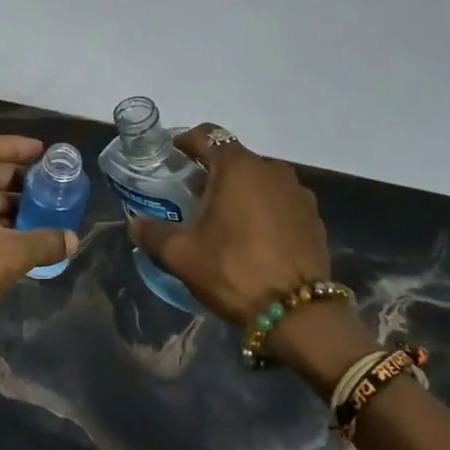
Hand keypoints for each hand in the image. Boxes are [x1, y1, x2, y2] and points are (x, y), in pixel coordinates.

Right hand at [127, 124, 334, 325]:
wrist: (298, 313)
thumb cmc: (233, 269)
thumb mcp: (182, 255)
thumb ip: (153, 234)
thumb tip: (136, 225)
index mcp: (238, 167)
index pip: (207, 135)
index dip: (185, 143)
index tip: (171, 159)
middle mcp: (271, 169)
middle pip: (233, 158)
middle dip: (210, 172)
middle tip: (191, 197)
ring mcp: (298, 193)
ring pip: (259, 180)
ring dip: (239, 191)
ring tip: (222, 220)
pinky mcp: (313, 218)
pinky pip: (280, 202)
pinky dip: (263, 210)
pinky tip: (252, 238)